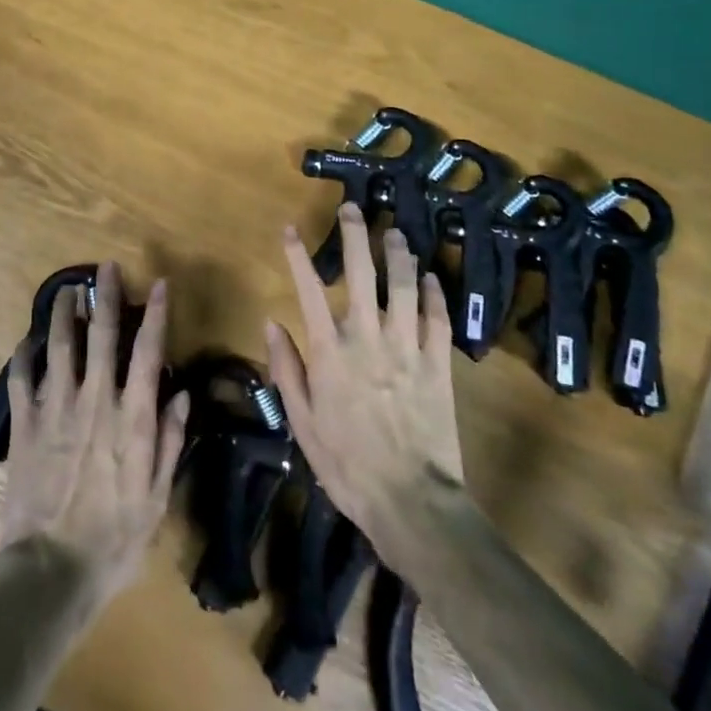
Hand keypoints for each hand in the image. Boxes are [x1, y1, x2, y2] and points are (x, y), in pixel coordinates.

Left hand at [0, 263, 189, 611]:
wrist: (51, 571)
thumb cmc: (113, 539)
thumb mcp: (156, 497)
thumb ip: (169, 440)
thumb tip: (182, 393)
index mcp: (131, 417)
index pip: (147, 352)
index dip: (154, 314)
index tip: (157, 284)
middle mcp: (95, 401)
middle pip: (101, 336)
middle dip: (106, 296)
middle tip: (106, 267)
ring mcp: (56, 409)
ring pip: (60, 345)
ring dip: (64, 313)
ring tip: (67, 289)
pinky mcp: (25, 425)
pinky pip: (21, 379)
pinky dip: (24, 356)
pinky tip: (27, 341)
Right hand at [265, 204, 465, 557]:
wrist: (411, 502)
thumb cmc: (347, 465)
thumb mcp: (302, 422)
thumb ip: (287, 370)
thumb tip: (272, 323)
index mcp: (330, 352)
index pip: (309, 290)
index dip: (298, 256)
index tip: (290, 229)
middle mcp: (367, 338)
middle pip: (362, 274)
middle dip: (355, 236)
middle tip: (352, 208)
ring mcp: (407, 348)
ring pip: (403, 286)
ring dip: (398, 254)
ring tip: (395, 232)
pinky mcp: (437, 364)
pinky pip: (437, 319)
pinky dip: (434, 293)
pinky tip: (431, 275)